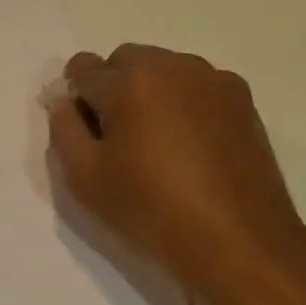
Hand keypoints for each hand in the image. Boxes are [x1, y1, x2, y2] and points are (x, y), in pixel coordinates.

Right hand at [46, 44, 305, 303]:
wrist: (240, 244)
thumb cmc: (153, 211)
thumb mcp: (85, 179)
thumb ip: (63, 130)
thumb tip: (64, 101)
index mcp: (129, 81)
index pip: (83, 67)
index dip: (75, 96)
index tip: (84, 130)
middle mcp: (172, 66)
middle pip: (125, 60)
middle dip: (113, 88)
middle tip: (119, 138)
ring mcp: (212, 80)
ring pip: (163, 69)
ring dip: (150, 92)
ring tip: (158, 142)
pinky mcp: (242, 99)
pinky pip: (196, 86)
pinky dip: (184, 103)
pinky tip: (190, 146)